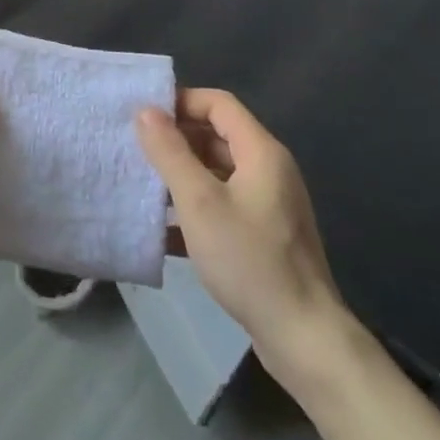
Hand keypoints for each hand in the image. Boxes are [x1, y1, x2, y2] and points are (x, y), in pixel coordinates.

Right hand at [138, 90, 354, 388]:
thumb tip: (145, 110)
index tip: (144, 116)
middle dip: (176, 139)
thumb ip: (170, 152)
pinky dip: (194, 207)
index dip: (181, 102)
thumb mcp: (199, 202)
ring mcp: (268, 205)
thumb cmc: (249, 260)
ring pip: (217, 172)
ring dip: (181, 175)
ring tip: (143, 185)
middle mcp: (269, 170)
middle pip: (217, 136)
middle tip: (136, 150)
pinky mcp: (263, 236)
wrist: (304, 338)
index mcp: (261, 152)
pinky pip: (222, 204)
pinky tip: (163, 229)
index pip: (218, 103)